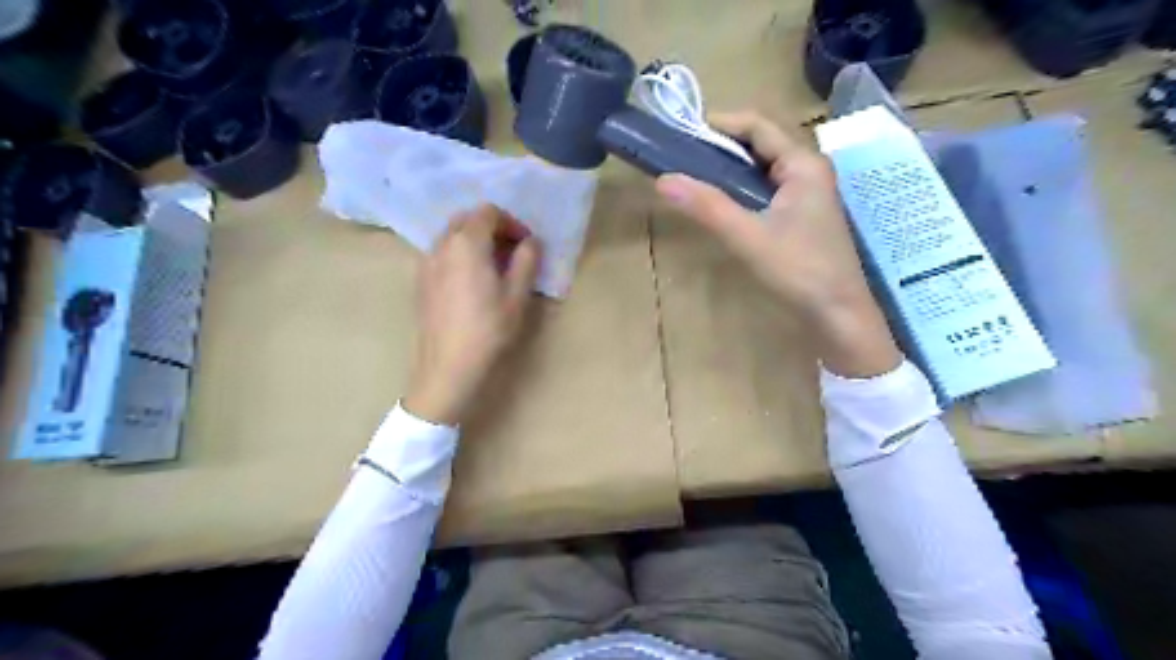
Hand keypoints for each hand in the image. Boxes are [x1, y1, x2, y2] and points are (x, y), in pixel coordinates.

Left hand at [400, 204, 536, 425]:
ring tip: (494, 267)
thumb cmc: (488, 329)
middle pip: (467, 219)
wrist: (448, 366)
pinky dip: (459, 255)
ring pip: (451, 236)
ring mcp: (426, 262)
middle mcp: (441, 245)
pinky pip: (442, 253)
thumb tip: (531, 242)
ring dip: (475, 241)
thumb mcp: (517, 295)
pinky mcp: (420, 281)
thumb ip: (526, 261)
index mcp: (466, 243)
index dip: (511, 223)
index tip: (526, 244)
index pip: (488, 212)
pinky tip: (472, 282)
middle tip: (512, 252)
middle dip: (492, 228)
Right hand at [653, 111, 901, 378]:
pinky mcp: (804, 216)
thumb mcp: (748, 237)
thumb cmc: (799, 271)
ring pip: (765, 169)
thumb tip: (663, 179)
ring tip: (696, 176)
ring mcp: (809, 195)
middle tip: (684, 156)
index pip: (759, 126)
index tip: (685, 131)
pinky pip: (769, 189)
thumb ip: (707, 207)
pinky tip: (724, 203)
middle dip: (723, 146)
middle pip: (762, 144)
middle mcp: (810, 171)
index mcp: (803, 165)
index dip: (722, 123)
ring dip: (732, 169)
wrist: (839, 314)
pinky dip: (744, 189)